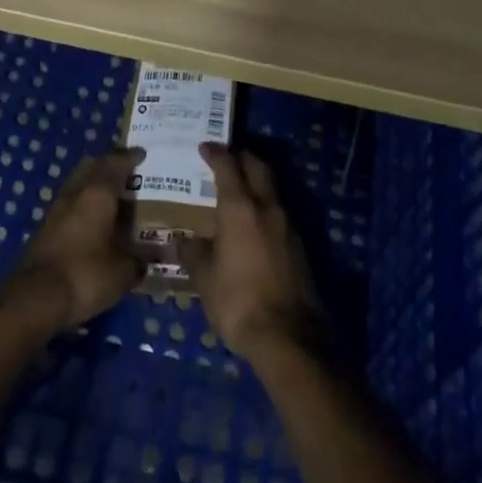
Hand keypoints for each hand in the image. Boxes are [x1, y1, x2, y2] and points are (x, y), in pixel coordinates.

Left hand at [0, 148, 144, 335]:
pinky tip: (93, 223)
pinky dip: (82, 205)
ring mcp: (56, 210)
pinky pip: (69, 205)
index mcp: (98, 193)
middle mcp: (76, 193)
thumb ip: (138, 262)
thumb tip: (146, 261)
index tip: (142, 154)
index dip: (131, 157)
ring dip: (93, 185)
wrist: (33, 299)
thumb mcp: (122, 273)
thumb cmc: (85, 275)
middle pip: (91, 165)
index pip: (116, 163)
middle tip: (126, 172)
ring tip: (112, 198)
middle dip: (108, 164)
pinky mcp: (44, 229)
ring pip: (77, 184)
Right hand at [182, 144, 323, 362]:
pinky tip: (253, 223)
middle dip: (241, 157)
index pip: (228, 166)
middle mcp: (267, 207)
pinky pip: (278, 210)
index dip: (215, 153)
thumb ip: (193, 252)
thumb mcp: (204, 278)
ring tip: (237, 190)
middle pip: (257, 167)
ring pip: (271, 188)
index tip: (205, 147)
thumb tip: (182, 239)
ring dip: (256, 180)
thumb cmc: (238, 301)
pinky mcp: (298, 244)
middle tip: (225, 159)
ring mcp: (287, 224)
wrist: (288, 335)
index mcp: (240, 208)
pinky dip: (264, 205)